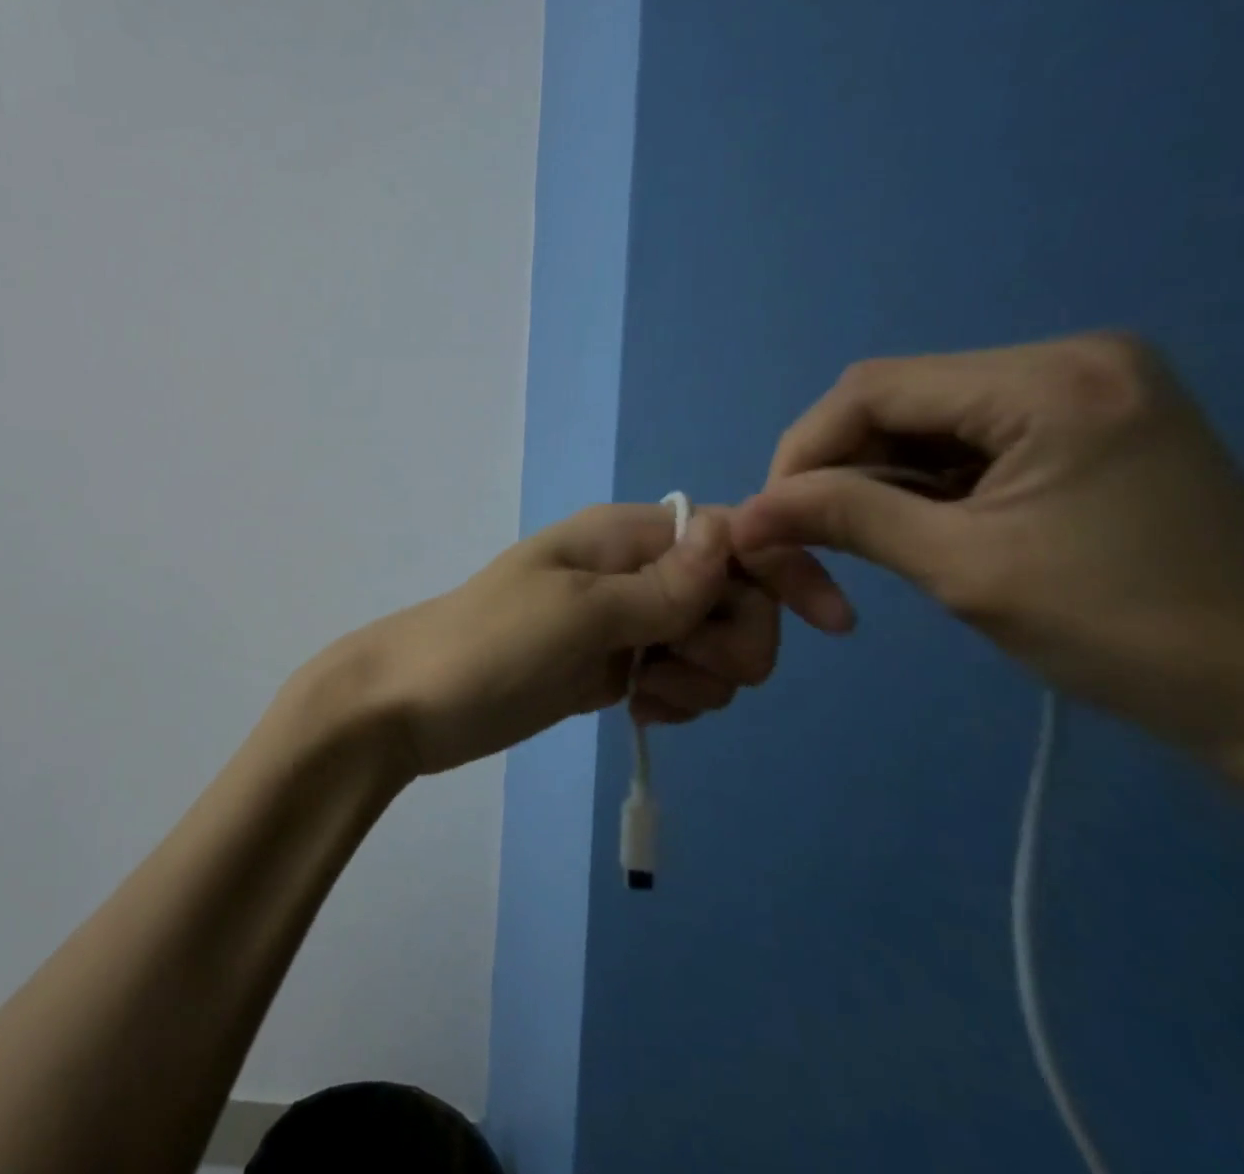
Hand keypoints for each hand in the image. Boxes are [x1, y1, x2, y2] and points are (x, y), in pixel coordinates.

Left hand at [292, 502, 855, 776]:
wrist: (413, 702)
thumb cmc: (489, 647)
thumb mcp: (578, 613)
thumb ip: (661, 584)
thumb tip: (732, 531)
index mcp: (622, 536)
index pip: (729, 535)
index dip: (782, 570)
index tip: (830, 626)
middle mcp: (629, 571)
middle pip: (733, 595)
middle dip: (731, 639)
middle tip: (676, 666)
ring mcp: (621, 622)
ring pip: (712, 643)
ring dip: (700, 678)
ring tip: (643, 694)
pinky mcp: (611, 668)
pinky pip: (679, 677)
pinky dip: (676, 699)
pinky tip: (636, 712)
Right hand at [731, 332, 1243, 763]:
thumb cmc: (1128, 633)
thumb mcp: (962, 570)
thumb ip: (844, 519)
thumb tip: (743, 514)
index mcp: (1050, 383)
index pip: (872, 389)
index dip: (803, 450)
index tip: (773, 516)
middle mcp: (1067, 360)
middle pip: (894, 397)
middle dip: (837, 466)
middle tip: (807, 532)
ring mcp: (1081, 387)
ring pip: (921, 418)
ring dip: (874, 476)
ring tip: (857, 536)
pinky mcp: (1083, 420)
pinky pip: (963, 435)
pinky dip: (919, 480)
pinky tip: (913, 523)